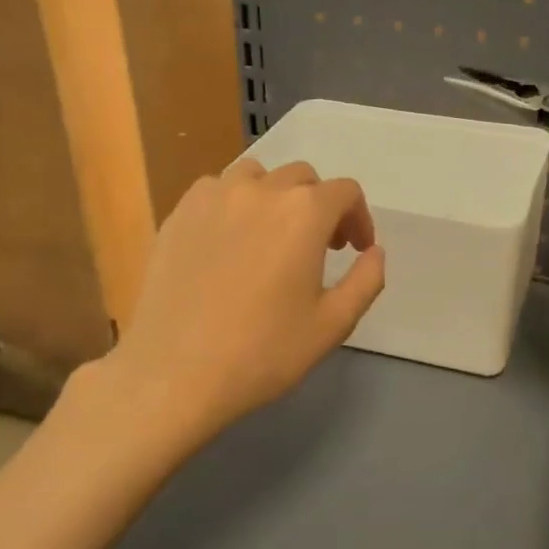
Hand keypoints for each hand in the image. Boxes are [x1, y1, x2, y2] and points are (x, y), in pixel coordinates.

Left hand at [97, 159, 385, 446]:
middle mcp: (260, 189)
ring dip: (275, 197)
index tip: (354, 249)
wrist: (174, 372)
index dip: (358, 218)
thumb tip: (374, 251)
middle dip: (320, 207)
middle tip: (319, 248)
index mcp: (304, 212)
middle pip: (303, 178)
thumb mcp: (333, 324)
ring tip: (271, 236)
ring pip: (257, 176)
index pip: (345, 192)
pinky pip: (215, 190)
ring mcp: (213, 196)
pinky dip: (233, 204)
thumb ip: (366, 280)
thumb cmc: (263, 352)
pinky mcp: (178, 213)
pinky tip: (229, 242)